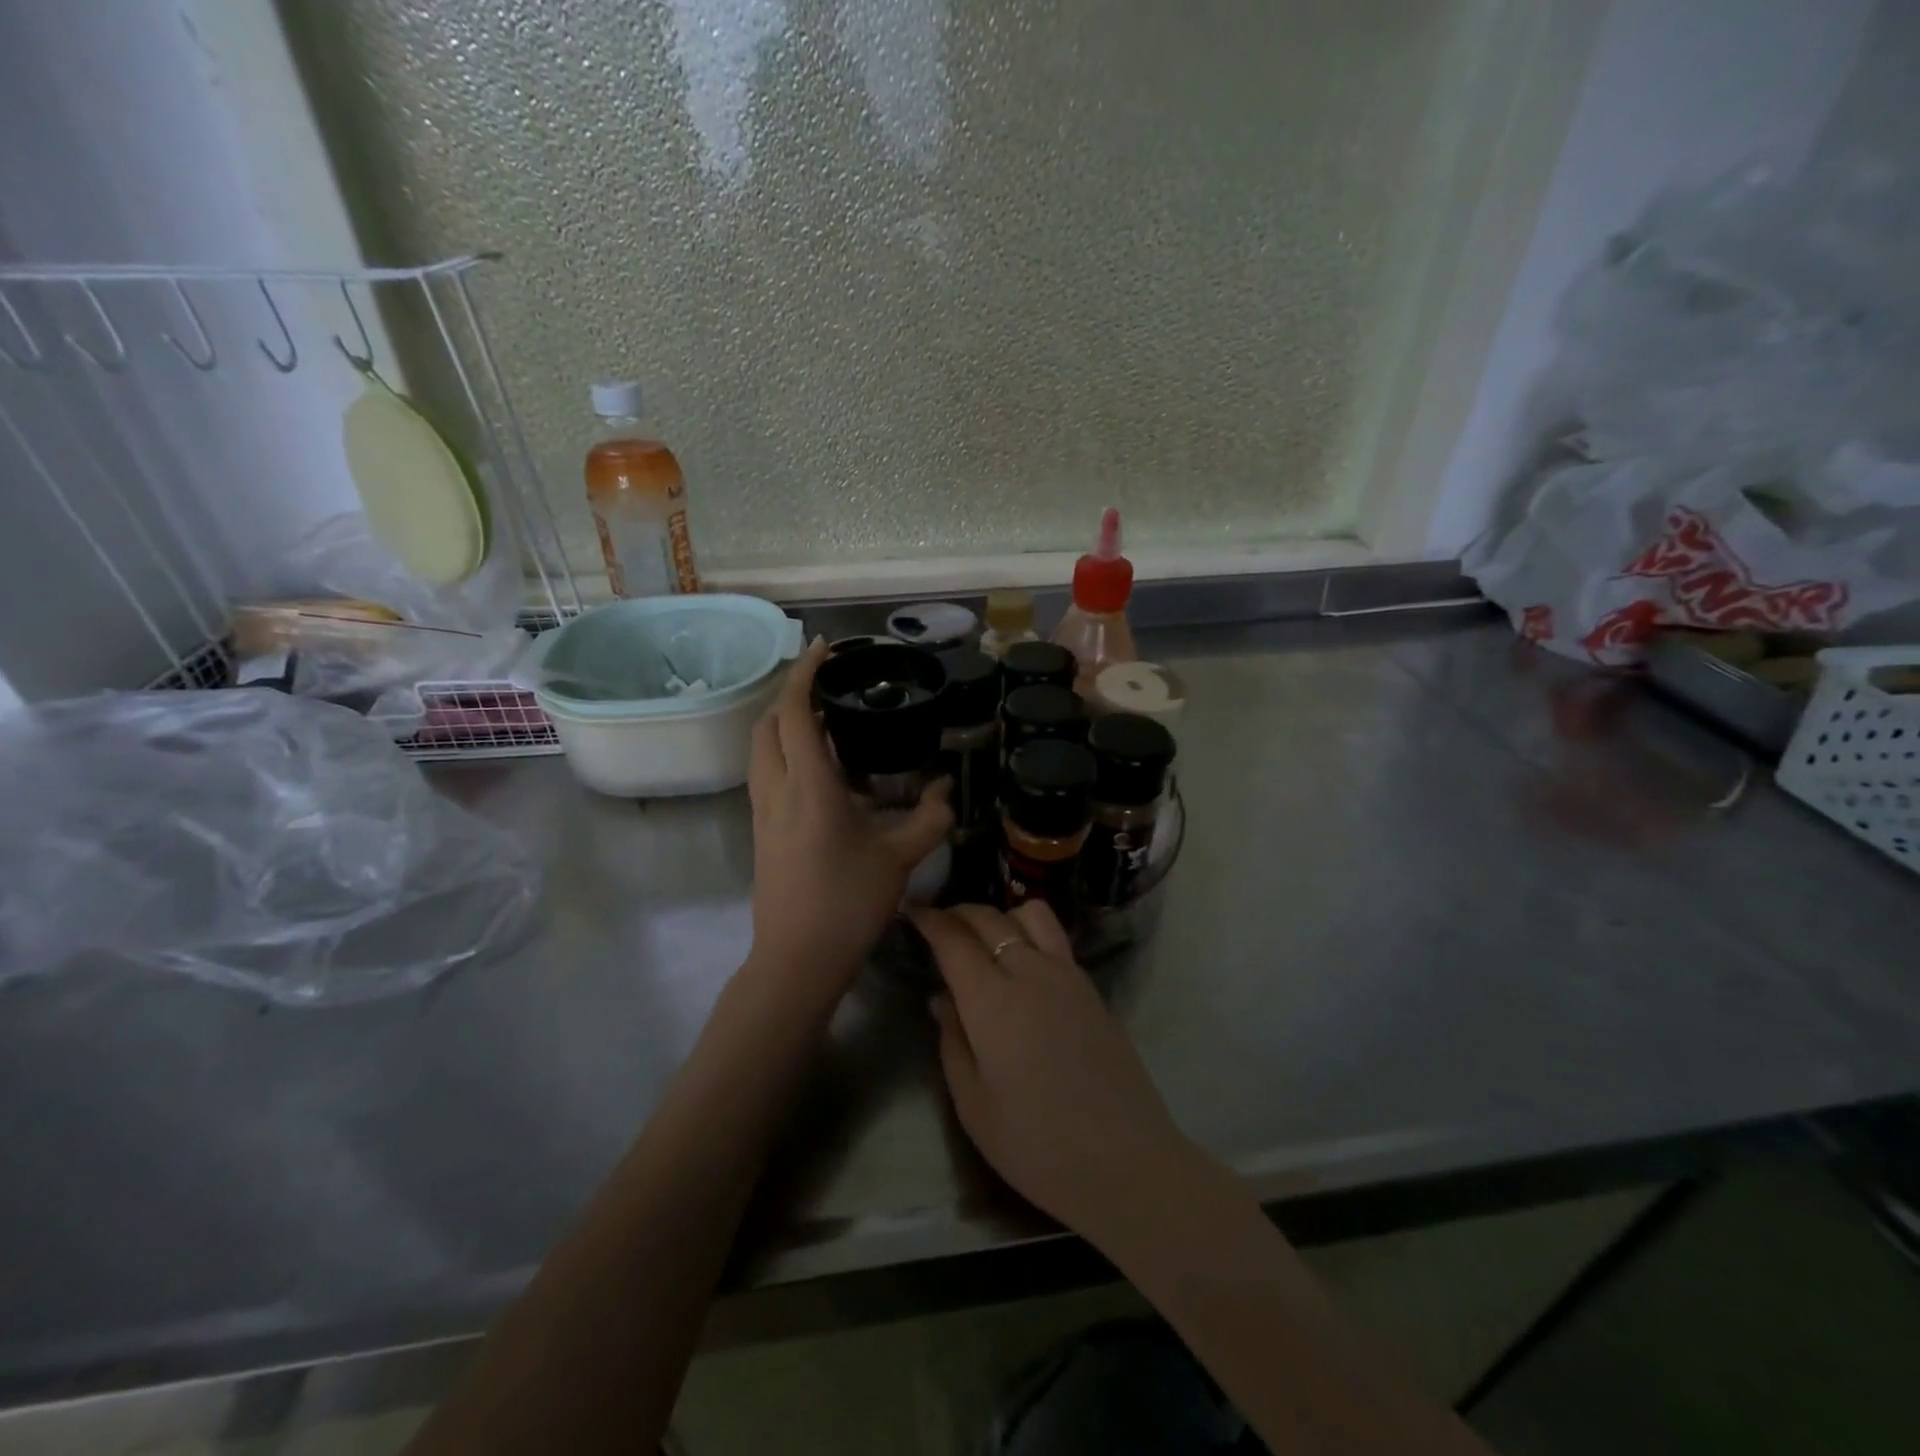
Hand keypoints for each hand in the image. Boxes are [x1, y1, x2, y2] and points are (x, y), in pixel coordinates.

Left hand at [747, 638, 951, 989]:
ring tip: (824, 720)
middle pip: (768, 722)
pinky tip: (819, 767)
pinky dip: (784, 750)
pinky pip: (766, 771)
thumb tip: (946, 790)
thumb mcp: (900, 858)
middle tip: (827, 684)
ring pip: (761, 747)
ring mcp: (762, 810)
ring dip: (783, 722)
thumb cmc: (849, 902)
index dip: (805, 673)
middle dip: (791, 693)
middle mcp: (777, 788)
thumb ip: (930, 818)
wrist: (797, 958)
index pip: (795, 713)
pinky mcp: (760, 829)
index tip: (824, 648)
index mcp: (809, 785)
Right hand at [910, 901, 1195, 1239]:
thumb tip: (942, 998)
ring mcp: (1067, 975)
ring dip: (1000, 915)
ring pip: (1030, 914)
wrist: (1127, 1162)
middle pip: (989, 918)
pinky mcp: (1091, 988)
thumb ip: (953, 1042)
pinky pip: (1055, 939)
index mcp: (992, 1000)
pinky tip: (1022, 964)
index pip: (953, 939)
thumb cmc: (1037, 1145)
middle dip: (958, 912)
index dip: (930, 920)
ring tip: (985, 939)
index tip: (914, 912)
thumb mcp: (974, 1106)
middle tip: (940, 923)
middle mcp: (1030, 972)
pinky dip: (1029, 932)